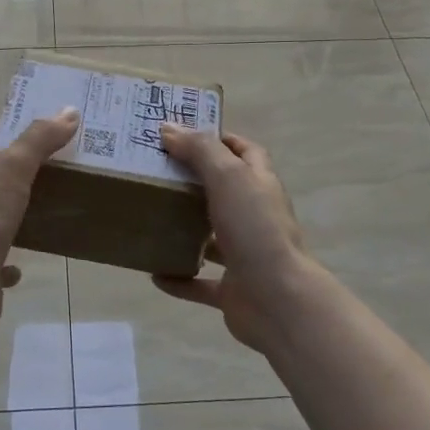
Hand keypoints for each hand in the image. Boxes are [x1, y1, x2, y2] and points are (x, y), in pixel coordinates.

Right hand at [154, 125, 330, 352]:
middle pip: (225, 192)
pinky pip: (200, 283)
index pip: (245, 152)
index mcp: (260, 185)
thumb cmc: (255, 228)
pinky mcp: (233, 289)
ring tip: (152, 218)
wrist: (278, 300)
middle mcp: (255, 216)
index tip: (184, 134)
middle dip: (196, 182)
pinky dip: (179, 278)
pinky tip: (154, 273)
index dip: (221, 140)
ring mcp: (245, 254)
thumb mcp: (228, 177)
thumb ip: (199, 151)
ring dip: (187, 230)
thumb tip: (169, 129)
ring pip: (213, 237)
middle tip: (157, 172)